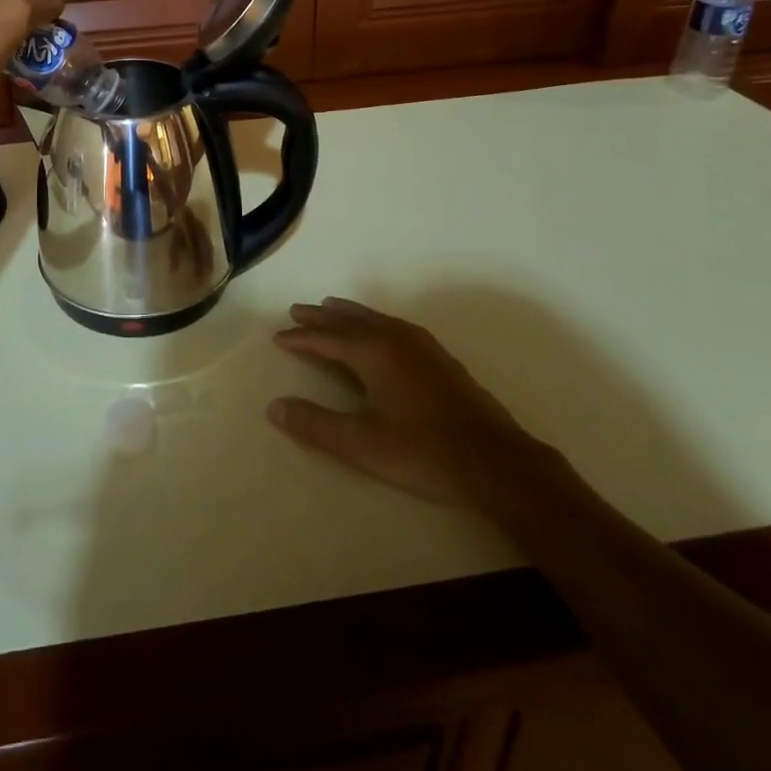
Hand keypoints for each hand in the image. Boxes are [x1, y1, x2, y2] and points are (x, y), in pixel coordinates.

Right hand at [268, 299, 531, 506]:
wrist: (496, 462)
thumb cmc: (423, 451)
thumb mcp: (361, 444)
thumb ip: (315, 425)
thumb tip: (274, 407)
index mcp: (373, 352)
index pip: (327, 339)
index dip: (301, 338)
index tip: (278, 337)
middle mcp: (395, 338)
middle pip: (350, 320)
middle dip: (322, 317)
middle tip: (298, 310)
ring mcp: (422, 346)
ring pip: (375, 319)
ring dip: (349, 314)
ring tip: (332, 307)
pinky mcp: (440, 359)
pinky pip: (395, 326)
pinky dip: (374, 322)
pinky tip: (381, 331)